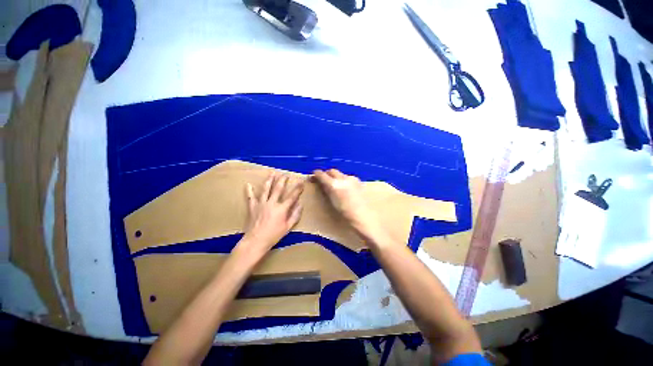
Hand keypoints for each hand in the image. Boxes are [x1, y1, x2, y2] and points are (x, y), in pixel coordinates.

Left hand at [242, 173, 303, 253]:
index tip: (301, 182)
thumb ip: (295, 215)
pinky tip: (248, 184)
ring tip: (272, 173)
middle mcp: (272, 203)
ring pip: (266, 189)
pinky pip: (250, 197)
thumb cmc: (274, 235)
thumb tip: (300, 204)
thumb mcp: (288, 227)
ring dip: (269, 180)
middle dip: (283, 180)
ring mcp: (261, 204)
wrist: (256, 240)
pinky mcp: (253, 207)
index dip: (298, 189)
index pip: (292, 196)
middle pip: (278, 189)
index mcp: (282, 208)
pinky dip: (249, 191)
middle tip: (285, 174)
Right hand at [312, 169, 379, 236]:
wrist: (365, 217)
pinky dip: (344, 180)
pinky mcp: (359, 181)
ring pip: (341, 174)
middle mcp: (343, 178)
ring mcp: (352, 179)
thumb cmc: (345, 214)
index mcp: (334, 185)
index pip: (322, 175)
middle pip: (332, 171)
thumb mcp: (332, 203)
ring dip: (336, 177)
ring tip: (336, 186)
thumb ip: (327, 190)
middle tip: (324, 180)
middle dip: (327, 174)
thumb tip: (322, 183)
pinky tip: (346, 189)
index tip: (314, 175)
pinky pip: (348, 177)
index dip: (317, 174)